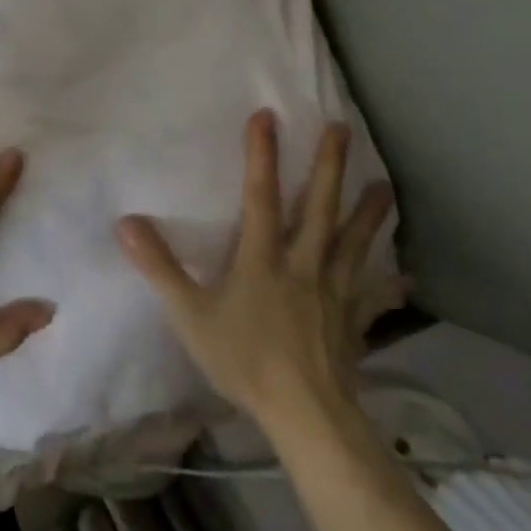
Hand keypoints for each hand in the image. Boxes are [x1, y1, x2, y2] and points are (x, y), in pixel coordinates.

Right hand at [116, 111, 404, 436]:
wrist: (305, 415)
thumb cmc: (244, 360)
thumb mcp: (190, 314)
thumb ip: (159, 267)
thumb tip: (126, 222)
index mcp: (262, 259)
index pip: (260, 197)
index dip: (261, 155)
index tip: (266, 116)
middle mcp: (302, 265)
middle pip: (319, 209)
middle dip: (328, 167)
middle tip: (342, 129)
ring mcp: (333, 293)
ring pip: (353, 244)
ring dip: (368, 214)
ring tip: (385, 186)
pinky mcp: (351, 322)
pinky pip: (372, 299)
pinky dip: (388, 288)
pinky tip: (405, 278)